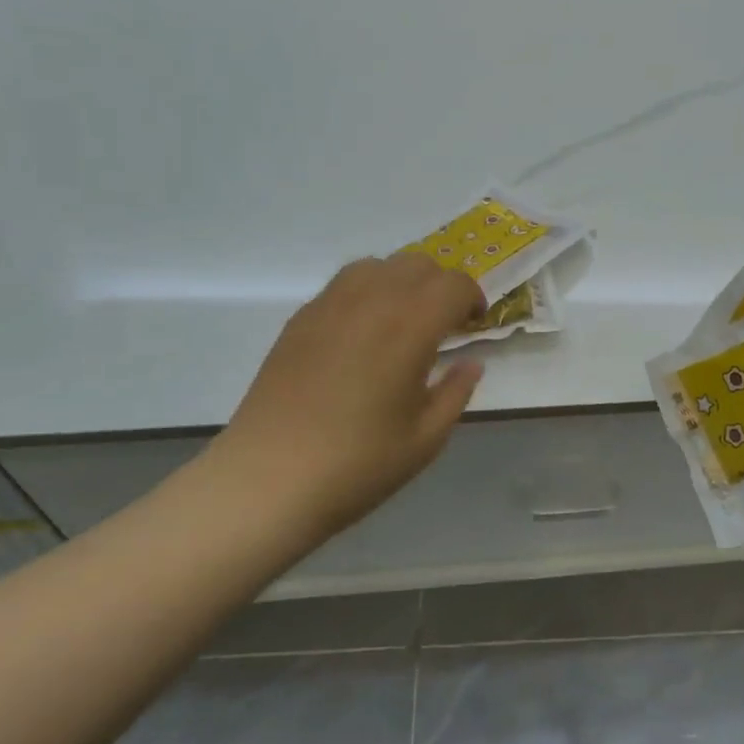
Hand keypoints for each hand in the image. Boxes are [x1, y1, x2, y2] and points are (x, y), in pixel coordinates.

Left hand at [204, 254, 485, 541]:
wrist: (269, 480)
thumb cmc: (358, 464)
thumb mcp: (426, 438)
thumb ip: (456, 392)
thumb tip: (470, 363)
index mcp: (410, 326)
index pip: (454, 284)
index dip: (473, 299)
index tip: (474, 325)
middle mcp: (371, 301)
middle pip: (417, 264)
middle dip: (441, 286)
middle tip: (444, 324)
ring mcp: (329, 306)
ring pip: (377, 265)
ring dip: (402, 282)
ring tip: (402, 321)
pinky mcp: (299, 320)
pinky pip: (343, 284)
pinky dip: (367, 292)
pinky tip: (362, 334)